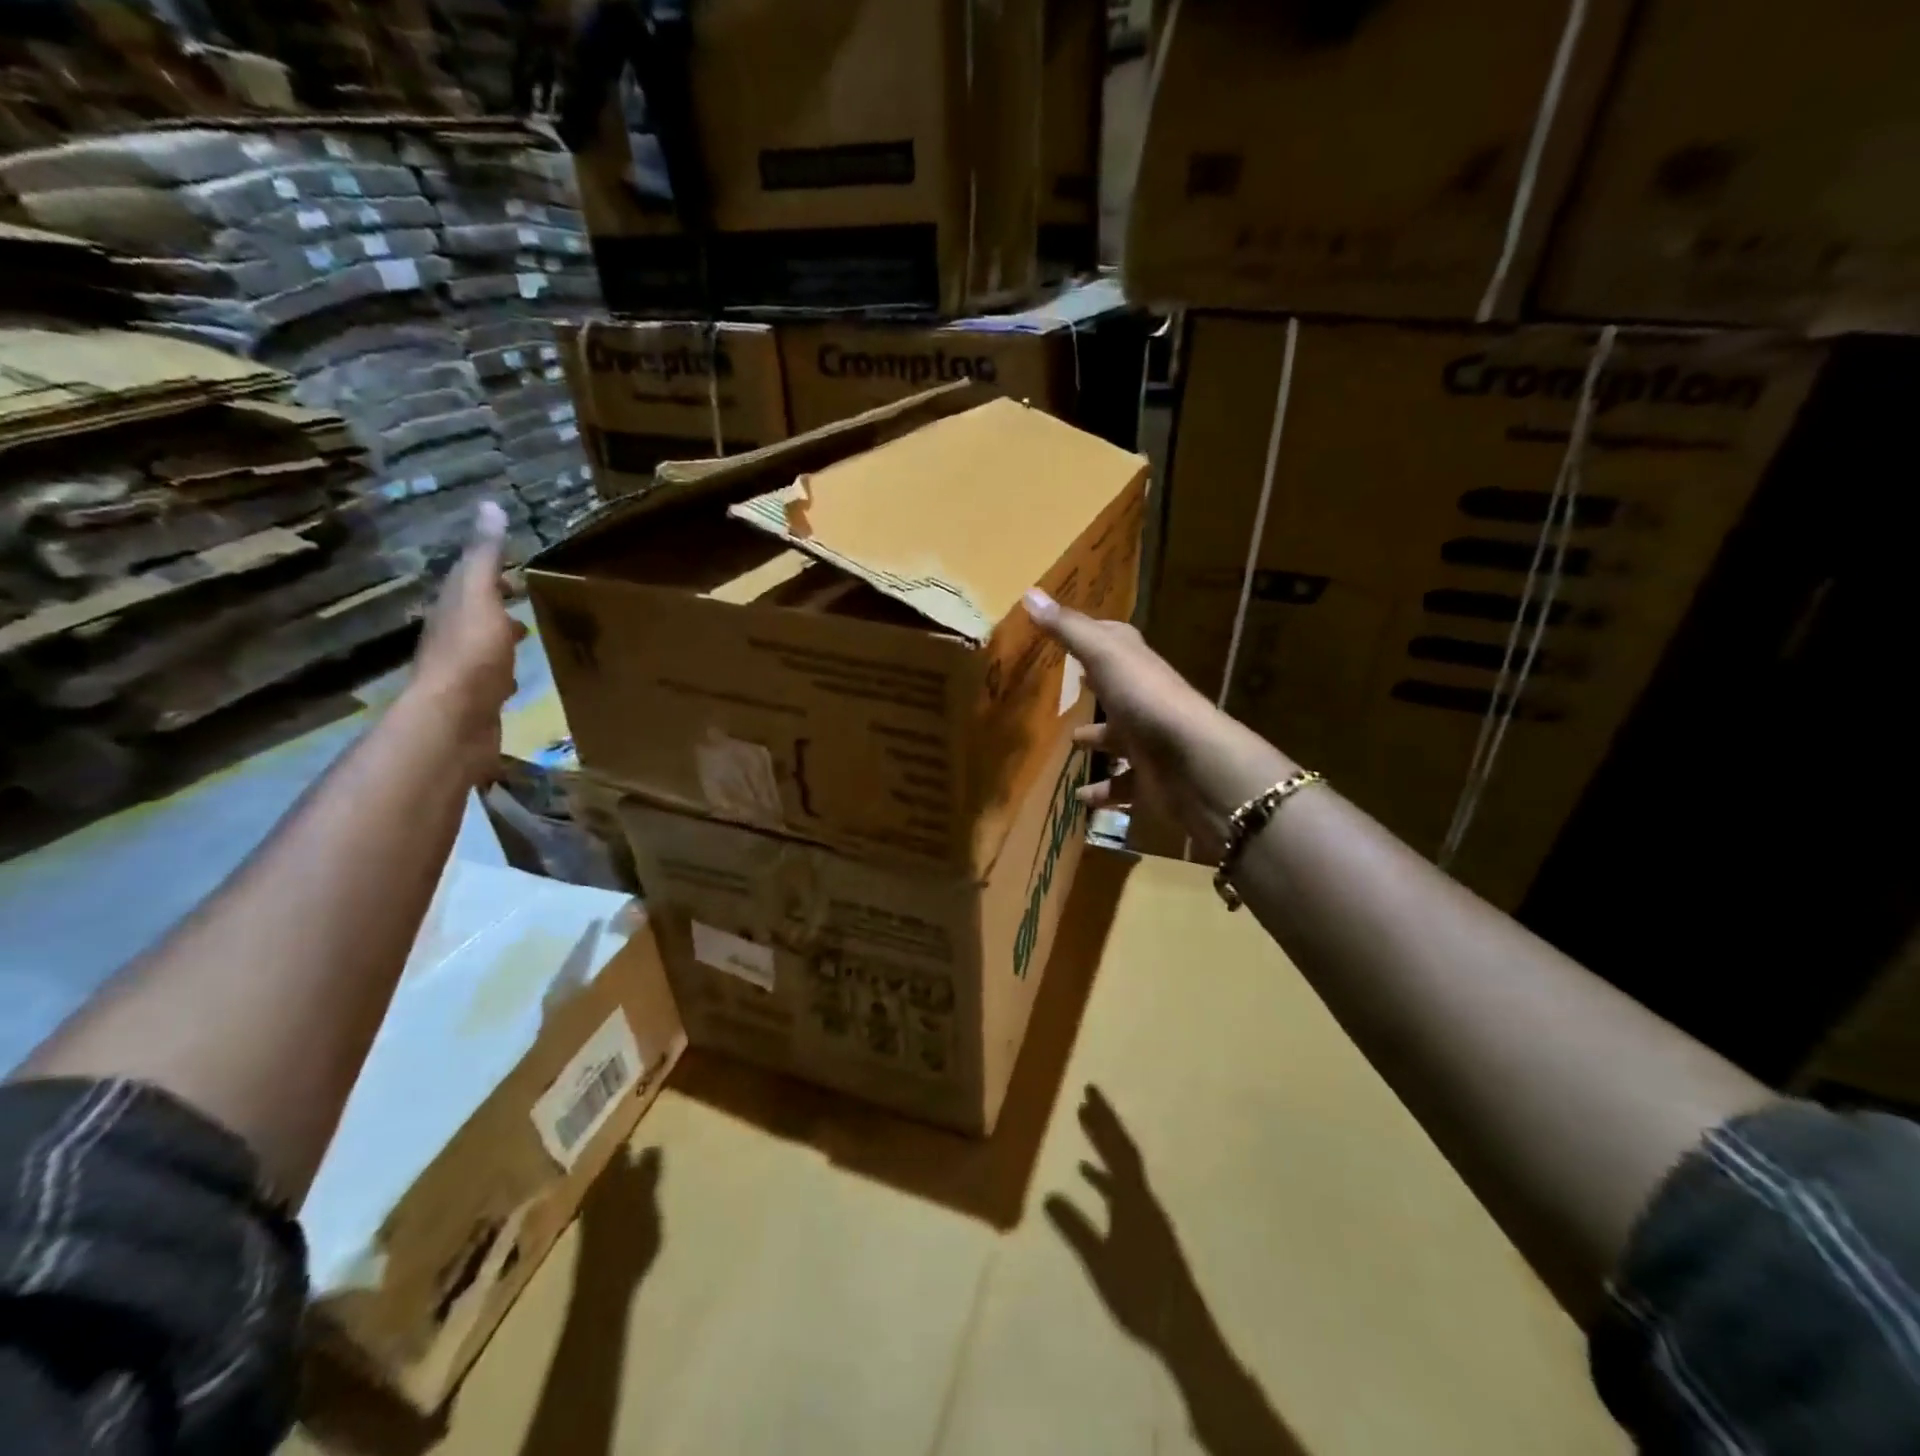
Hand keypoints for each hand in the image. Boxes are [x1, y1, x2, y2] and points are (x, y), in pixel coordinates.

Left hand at [409, 501, 523, 778]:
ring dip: (500, 640)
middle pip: (475, 616)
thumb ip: (486, 558)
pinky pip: (492, 681)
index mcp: (453, 611)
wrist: (454, 721)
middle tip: (524, 601)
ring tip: (525, 638)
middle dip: (497, 607)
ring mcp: (464, 674)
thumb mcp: (480, 596)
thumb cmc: (470, 655)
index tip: (517, 571)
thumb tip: (489, 506)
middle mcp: (452, 639)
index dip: (491, 574)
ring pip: (484, 649)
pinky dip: (505, 674)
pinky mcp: (477, 704)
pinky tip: (516, 683)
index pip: (470, 583)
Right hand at [1022, 589, 1294, 857]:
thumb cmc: (1146, 701)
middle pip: (1118, 691)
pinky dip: (1103, 791)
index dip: (1095, 636)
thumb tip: (1029, 593)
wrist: (1193, 764)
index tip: (1070, 635)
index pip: (1117, 643)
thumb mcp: (1104, 656)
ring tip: (1071, 742)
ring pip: (1120, 739)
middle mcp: (1145, 701)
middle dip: (1096, 690)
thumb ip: (1068, 629)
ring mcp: (1150, 742)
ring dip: (1098, 740)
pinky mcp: (1150, 781)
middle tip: (1069, 690)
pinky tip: (1081, 798)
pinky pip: (1122, 785)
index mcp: (1136, 667)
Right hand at [1045, 1087, 1189, 1346]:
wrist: (1182, 1331)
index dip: (1104, 1119)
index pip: (1117, 1148)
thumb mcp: (1100, 1263)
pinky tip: (1088, 1175)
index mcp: (1134, 1200)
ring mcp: (1146, 1213)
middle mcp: (1143, 1198)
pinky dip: (1105, 1175)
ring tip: (1085, 1122)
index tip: (1089, 1092)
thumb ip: (1075, 1229)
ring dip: (1104, 1144)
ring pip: (1123, 1167)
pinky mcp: (1146, 1229)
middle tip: (1087, 1095)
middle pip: (1123, 1150)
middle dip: (1105, 1122)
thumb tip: (1048, 1194)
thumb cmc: (1140, 1295)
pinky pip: (1122, 1188)